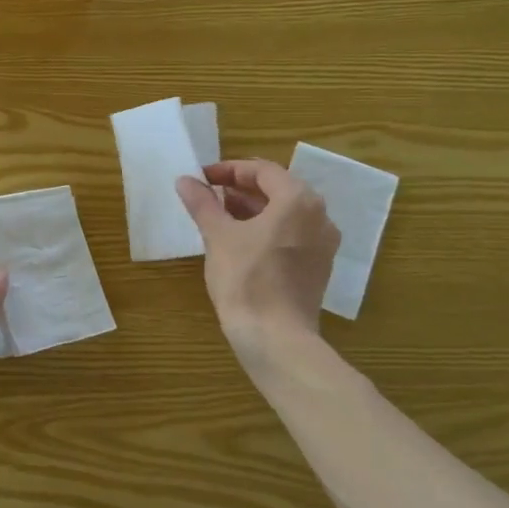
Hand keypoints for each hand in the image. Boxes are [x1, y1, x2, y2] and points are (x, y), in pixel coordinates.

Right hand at [176, 160, 338, 343]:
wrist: (275, 337)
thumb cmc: (246, 279)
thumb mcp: (218, 236)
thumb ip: (202, 203)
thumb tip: (185, 180)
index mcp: (298, 200)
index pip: (263, 170)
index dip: (229, 170)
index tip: (202, 178)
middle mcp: (319, 216)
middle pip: (278, 189)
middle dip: (241, 189)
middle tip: (209, 195)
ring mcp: (323, 243)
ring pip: (285, 213)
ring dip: (253, 209)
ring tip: (219, 216)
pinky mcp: (318, 266)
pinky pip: (292, 235)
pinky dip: (267, 229)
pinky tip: (240, 241)